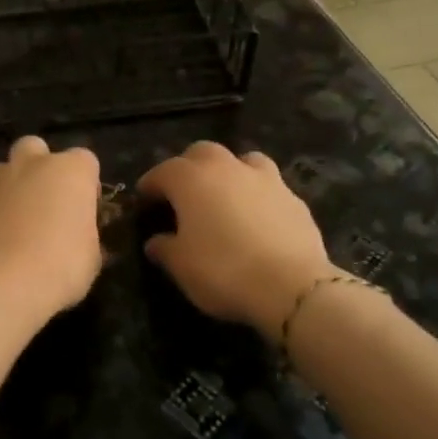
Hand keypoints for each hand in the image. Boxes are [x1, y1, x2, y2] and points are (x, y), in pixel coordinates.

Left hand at [0, 136, 102, 379]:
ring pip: (3, 172)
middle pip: (36, 149)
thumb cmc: (59, 266)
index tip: (84, 213)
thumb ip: (87, 237)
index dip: (86, 186)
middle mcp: (30, 165)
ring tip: (17, 227)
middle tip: (46, 204)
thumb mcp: (91, 258)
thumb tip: (81, 239)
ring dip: (11, 190)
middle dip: (41, 168)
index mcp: (69, 171)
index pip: (85, 161)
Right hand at [136, 141, 335, 342]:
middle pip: (201, 153)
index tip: (144, 198)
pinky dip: (256, 194)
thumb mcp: (181, 266)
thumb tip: (156, 242)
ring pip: (241, 160)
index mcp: (191, 179)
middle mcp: (226, 168)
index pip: (162, 172)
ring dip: (228, 171)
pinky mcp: (294, 197)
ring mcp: (264, 178)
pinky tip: (256, 216)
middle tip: (182, 192)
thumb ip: (165, 248)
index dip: (150, 185)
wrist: (291, 285)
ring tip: (224, 195)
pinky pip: (268, 185)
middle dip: (188, 167)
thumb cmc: (223, 271)